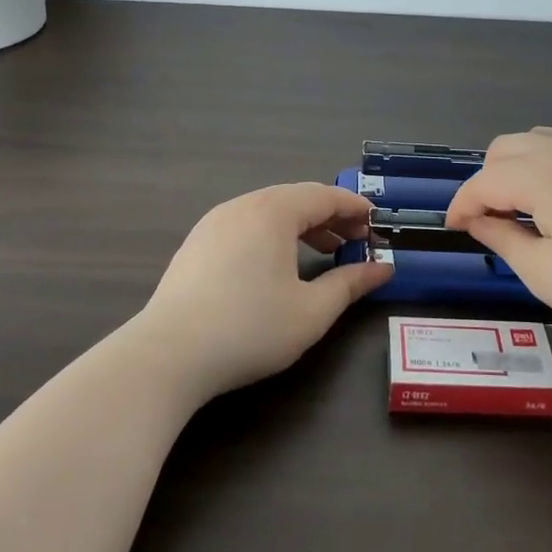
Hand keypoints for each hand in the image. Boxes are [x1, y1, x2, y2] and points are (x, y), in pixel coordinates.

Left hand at [136, 183, 393, 400]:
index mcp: (272, 212)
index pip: (324, 196)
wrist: (168, 355)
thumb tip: (383, 268)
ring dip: (302, 226)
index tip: (377, 224)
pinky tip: (279, 265)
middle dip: (330, 216)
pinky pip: (245, 225)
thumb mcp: (312, 311)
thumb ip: (351, 284)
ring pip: (268, 211)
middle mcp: (242, 206)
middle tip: (357, 240)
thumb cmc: (250, 328)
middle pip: (296, 199)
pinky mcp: (196, 245)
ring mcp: (213, 224)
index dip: (355, 207)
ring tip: (326, 251)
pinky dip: (273, 235)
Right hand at [445, 128, 551, 331]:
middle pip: (501, 151)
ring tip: (518, 211)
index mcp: (537, 175)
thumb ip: (504, 242)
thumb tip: (479, 222)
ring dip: (511, 169)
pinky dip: (540, 165)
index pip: (481, 183)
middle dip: (484, 183)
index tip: (453, 231)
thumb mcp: (546, 274)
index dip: (460, 207)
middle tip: (489, 225)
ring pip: (531, 143)